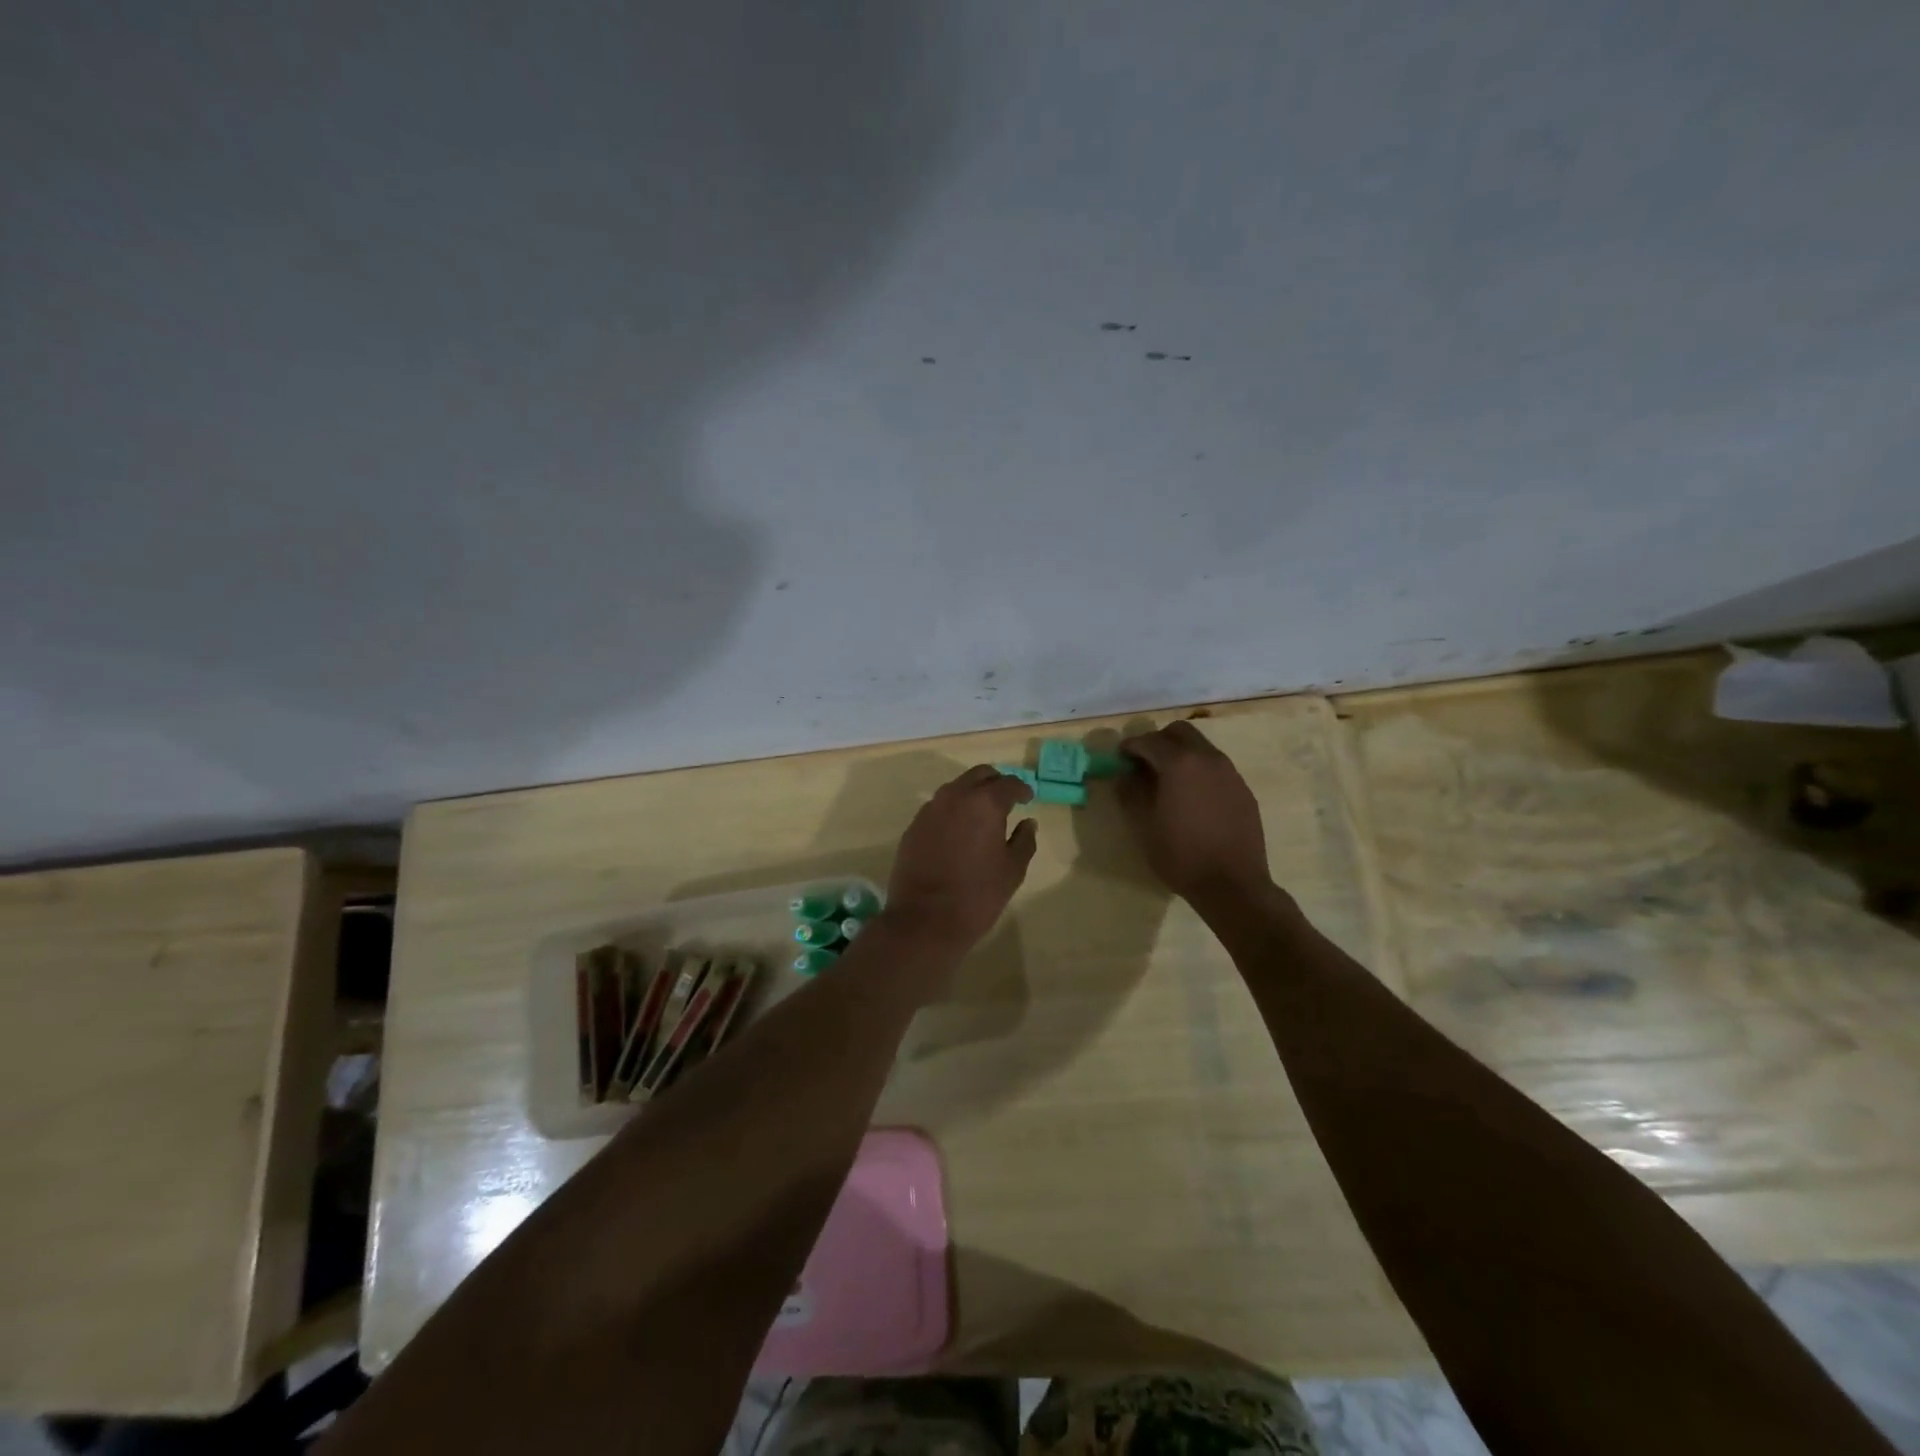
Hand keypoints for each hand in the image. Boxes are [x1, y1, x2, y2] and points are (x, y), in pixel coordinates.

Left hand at [881, 765, 1037, 955]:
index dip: (1021, 789)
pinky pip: (938, 807)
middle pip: (979, 775)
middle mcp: (955, 797)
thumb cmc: (977, 895)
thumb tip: (1028, 823)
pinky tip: (958, 830)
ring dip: (971, 793)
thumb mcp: (1012, 871)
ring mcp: (930, 810)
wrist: (924, 919)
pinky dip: (952, 810)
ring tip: (982, 814)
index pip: (1008, 784)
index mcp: (984, 803)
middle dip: (995, 782)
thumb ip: (1024, 841)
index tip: (1028, 798)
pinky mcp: (913, 826)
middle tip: (1007, 798)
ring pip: (955, 788)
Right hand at [1118, 720, 1271, 901]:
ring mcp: (1230, 773)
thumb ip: (1130, 792)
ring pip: (1201, 748)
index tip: (1119, 759)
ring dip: (1181, 755)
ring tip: (1168, 782)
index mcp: (1180, 763)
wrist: (1232, 884)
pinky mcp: (1243, 790)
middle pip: (1179, 732)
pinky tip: (1193, 799)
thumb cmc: (1180, 854)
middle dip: (1158, 741)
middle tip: (1144, 764)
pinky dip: (1199, 772)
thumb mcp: (1143, 825)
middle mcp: (1208, 758)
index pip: (1148, 740)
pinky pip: (1216, 768)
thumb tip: (1125, 774)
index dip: (1129, 747)